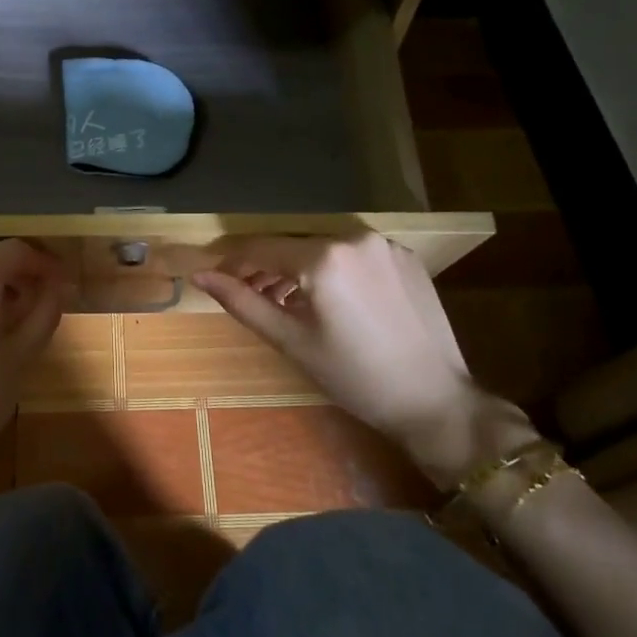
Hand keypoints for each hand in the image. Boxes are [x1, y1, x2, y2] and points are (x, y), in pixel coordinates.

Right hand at [191, 235, 538, 487]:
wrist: (435, 400)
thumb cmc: (355, 376)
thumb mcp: (291, 340)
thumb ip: (243, 302)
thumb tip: (201, 276)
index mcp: (323, 257)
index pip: (261, 247)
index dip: (232, 260)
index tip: (213, 275)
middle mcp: (354, 237)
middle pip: (293, 245)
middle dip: (265, 267)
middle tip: (249, 294)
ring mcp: (384, 244)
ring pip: (324, 247)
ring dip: (298, 268)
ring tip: (286, 301)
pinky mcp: (405, 256)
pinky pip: (354, 254)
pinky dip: (333, 270)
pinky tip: (331, 300)